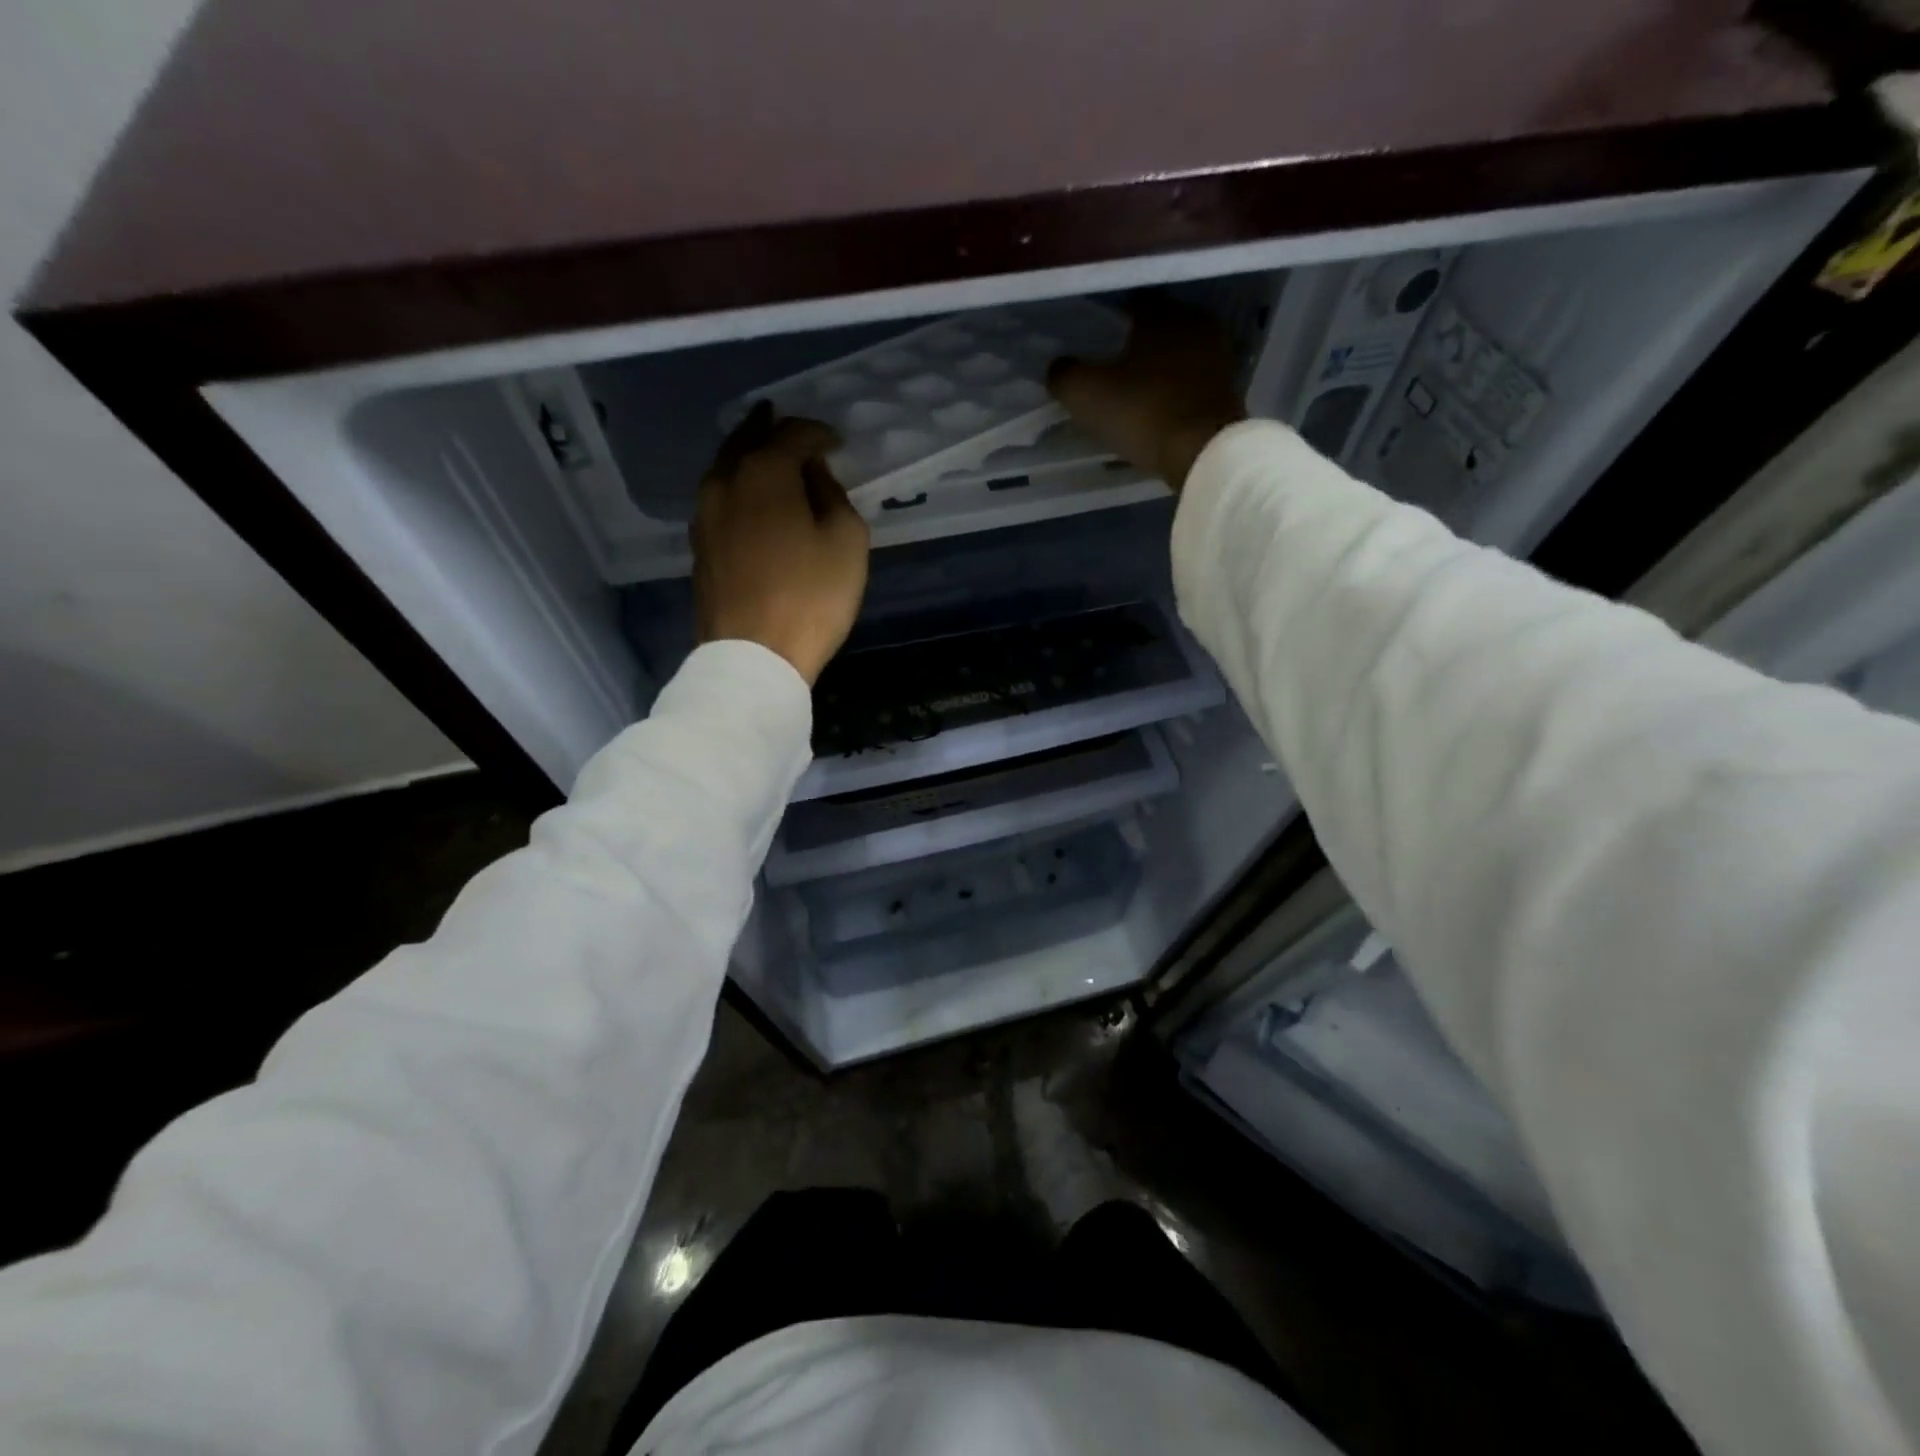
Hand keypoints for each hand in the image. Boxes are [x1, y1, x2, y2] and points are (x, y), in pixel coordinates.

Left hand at [693, 403, 870, 685]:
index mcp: (765, 472)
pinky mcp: (699, 547)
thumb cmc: (810, 597)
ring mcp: (705, 516)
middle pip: (746, 440)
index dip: (818, 433)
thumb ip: (834, 497)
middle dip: (769, 429)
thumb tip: (814, 475)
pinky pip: (719, 500)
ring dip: (747, 456)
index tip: (836, 443)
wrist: (753, 655)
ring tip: (765, 454)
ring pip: (725, 469)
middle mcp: (726, 482)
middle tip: (786, 424)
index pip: (793, 434)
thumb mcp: (846, 542)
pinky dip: (737, 488)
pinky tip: (750, 499)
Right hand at [1047, 294, 1247, 492]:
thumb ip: (1065, 375)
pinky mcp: (1229, 388)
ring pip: (1181, 353)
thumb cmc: (1142, 412)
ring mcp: (1218, 356)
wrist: (1202, 450)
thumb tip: (1058, 367)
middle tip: (1117, 365)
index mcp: (1161, 314)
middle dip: (1141, 342)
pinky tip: (1163, 406)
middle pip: (1161, 326)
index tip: (1099, 338)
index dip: (1114, 319)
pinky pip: (1195, 380)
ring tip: (1140, 388)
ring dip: (1163, 366)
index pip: (1135, 302)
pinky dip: (1179, 389)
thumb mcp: (1086, 394)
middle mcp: (1194, 323)